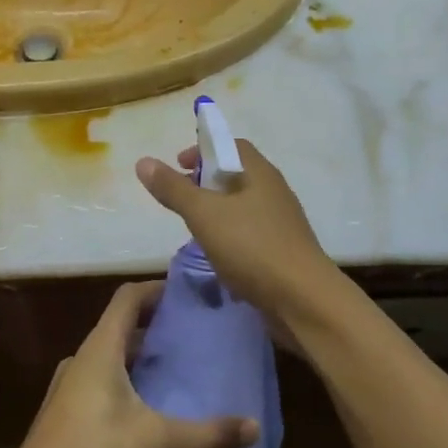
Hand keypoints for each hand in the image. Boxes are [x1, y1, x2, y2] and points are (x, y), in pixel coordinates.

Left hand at [4, 282, 255, 447]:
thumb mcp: (158, 445)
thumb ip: (208, 434)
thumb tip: (255, 426)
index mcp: (100, 349)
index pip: (128, 298)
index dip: (157, 289)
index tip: (190, 294)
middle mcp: (82, 361)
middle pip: (121, 328)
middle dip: (156, 329)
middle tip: (195, 337)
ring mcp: (68, 391)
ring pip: (111, 361)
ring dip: (142, 361)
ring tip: (179, 373)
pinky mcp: (64, 420)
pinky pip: (102, 388)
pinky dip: (128, 388)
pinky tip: (151, 416)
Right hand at [134, 139, 336, 323]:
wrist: (304, 301)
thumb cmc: (253, 247)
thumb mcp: (204, 215)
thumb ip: (173, 189)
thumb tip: (143, 161)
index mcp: (260, 173)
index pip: (231, 146)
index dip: (203, 151)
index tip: (178, 167)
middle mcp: (274, 192)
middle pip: (237, 176)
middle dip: (206, 183)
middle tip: (181, 199)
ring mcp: (282, 223)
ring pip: (243, 207)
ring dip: (218, 212)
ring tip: (195, 229)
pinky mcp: (283, 252)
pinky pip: (251, 234)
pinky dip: (231, 237)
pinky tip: (218, 257)